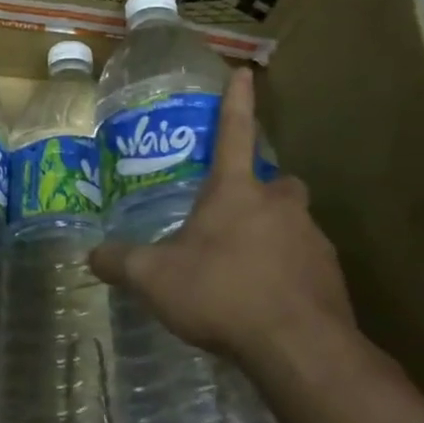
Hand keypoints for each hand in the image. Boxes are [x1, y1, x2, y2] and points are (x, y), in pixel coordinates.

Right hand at [89, 68, 357, 365]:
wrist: (300, 349)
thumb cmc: (221, 294)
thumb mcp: (153, 278)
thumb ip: (120, 262)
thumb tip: (91, 255)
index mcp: (235, 192)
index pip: (232, 134)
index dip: (235, 103)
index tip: (244, 73)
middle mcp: (279, 206)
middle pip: (277, 182)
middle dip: (261, 190)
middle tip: (236, 213)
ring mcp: (312, 240)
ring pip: (293, 223)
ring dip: (273, 234)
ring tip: (244, 267)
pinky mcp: (332, 277)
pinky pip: (306, 263)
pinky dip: (288, 272)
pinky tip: (267, 300)